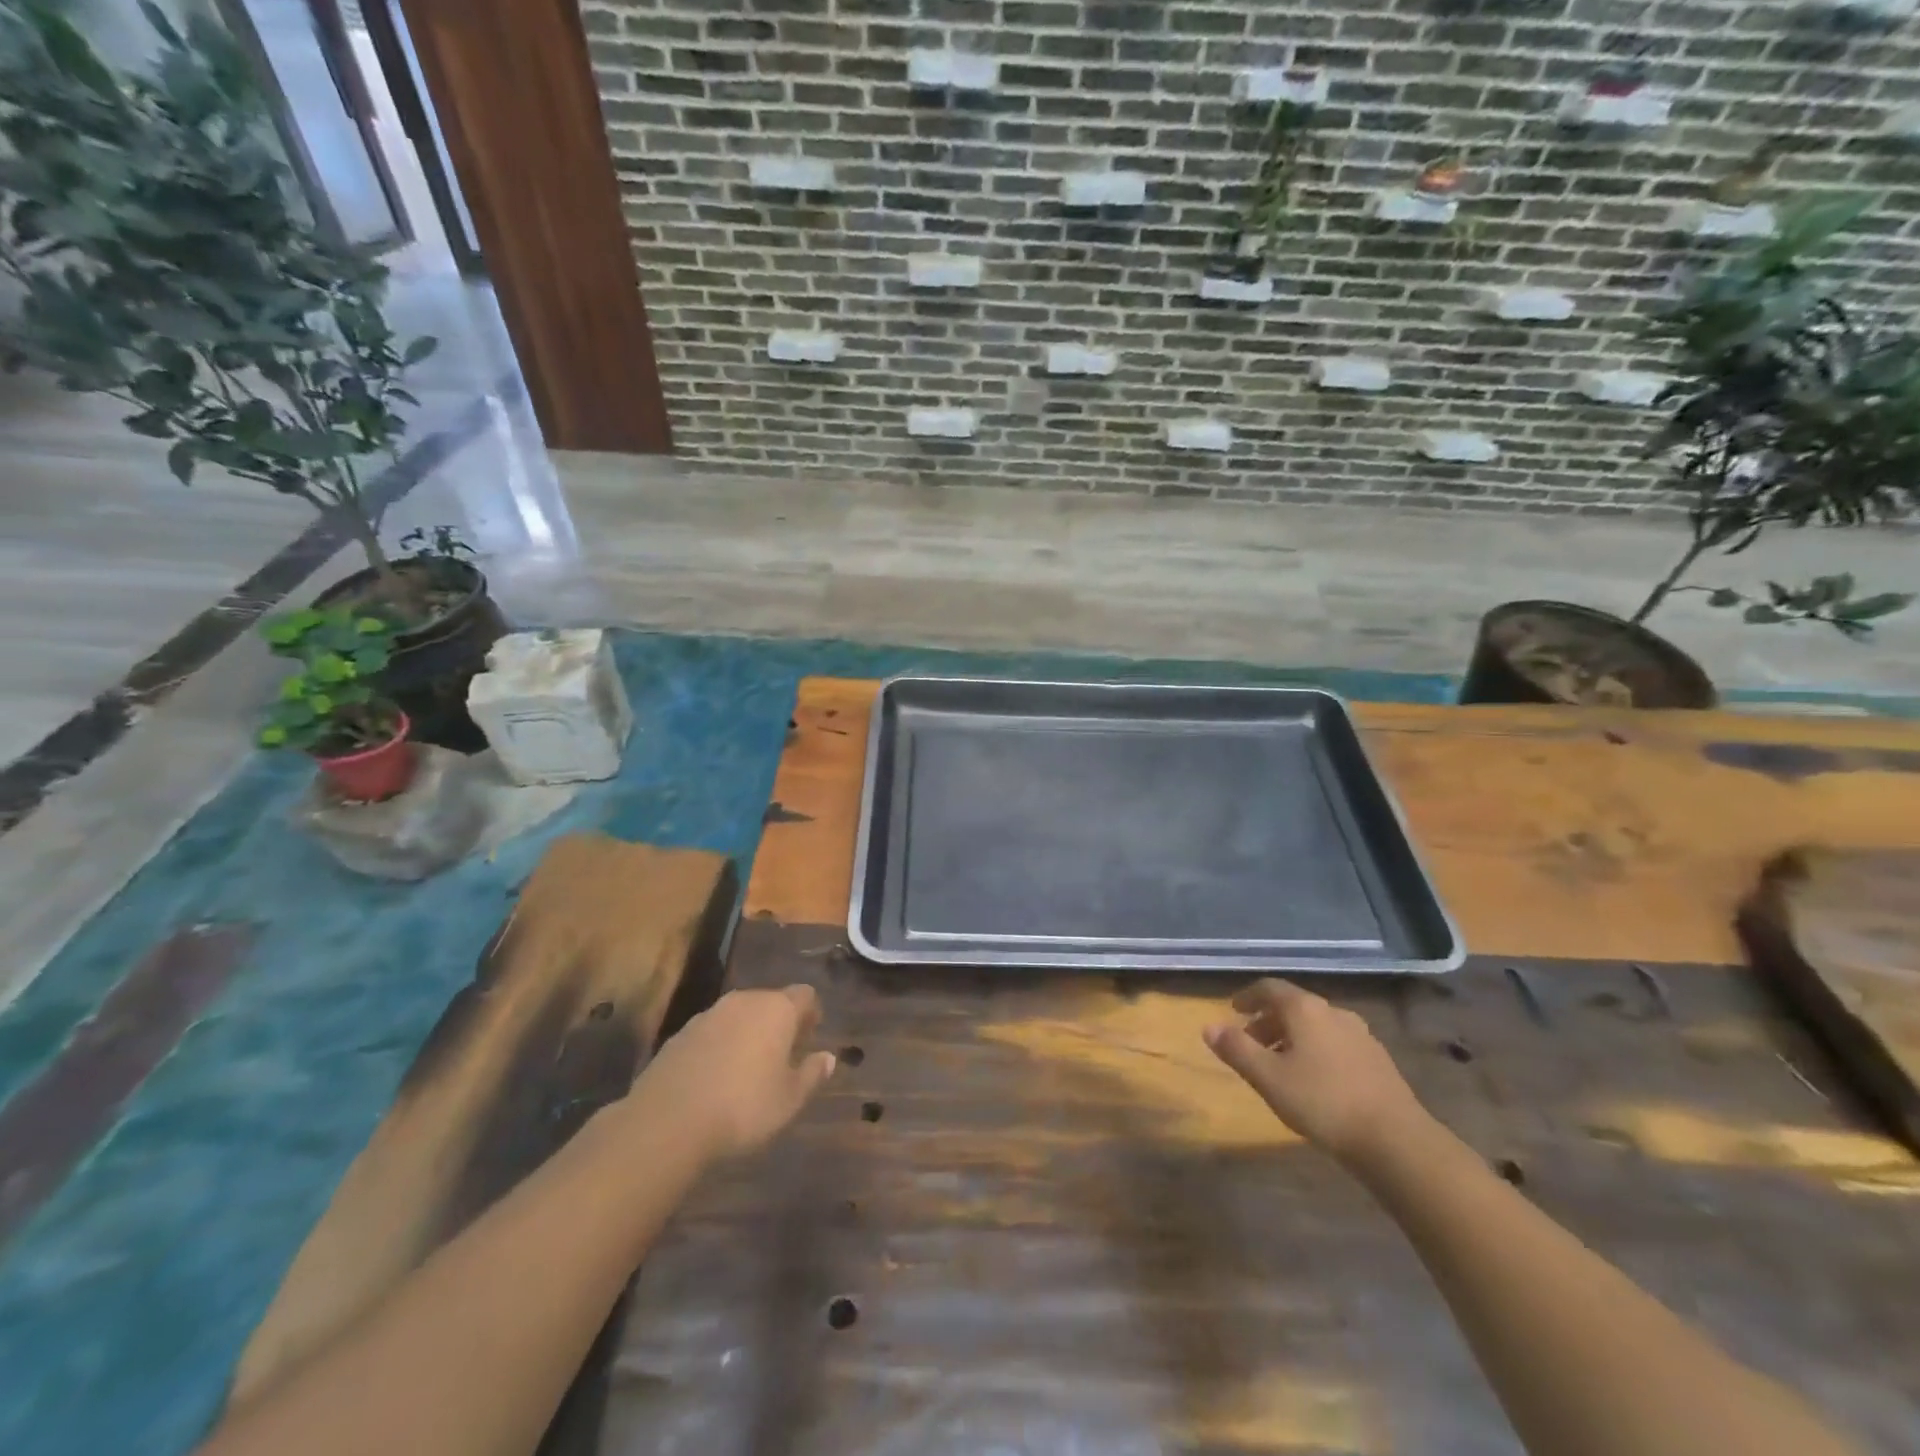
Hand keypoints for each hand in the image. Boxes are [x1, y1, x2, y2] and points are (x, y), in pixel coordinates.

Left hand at [628, 986, 836, 1161]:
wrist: (668, 1121)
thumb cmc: (743, 1107)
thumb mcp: (789, 1099)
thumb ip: (812, 1074)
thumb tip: (828, 1057)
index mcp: (777, 1009)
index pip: (804, 995)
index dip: (810, 1014)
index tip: (809, 1039)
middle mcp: (744, 1001)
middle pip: (770, 1002)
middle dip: (778, 1024)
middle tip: (782, 1057)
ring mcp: (708, 1015)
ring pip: (738, 1016)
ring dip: (747, 1034)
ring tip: (747, 1070)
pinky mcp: (680, 1034)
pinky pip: (711, 1033)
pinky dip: (719, 1047)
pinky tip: (715, 1079)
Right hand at [1204, 978, 1428, 1166]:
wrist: (1396, 1141)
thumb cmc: (1322, 1102)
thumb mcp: (1268, 1077)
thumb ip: (1236, 1049)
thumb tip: (1208, 1026)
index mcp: (1305, 1009)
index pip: (1269, 988)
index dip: (1248, 996)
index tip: (1233, 1008)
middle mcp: (1333, 1012)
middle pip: (1293, 1006)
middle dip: (1268, 1021)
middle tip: (1250, 1042)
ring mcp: (1360, 1035)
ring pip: (1316, 1026)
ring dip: (1292, 1037)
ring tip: (1279, 1065)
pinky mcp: (1377, 1060)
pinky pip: (1335, 1043)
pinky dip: (1315, 1050)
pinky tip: (1313, 1080)